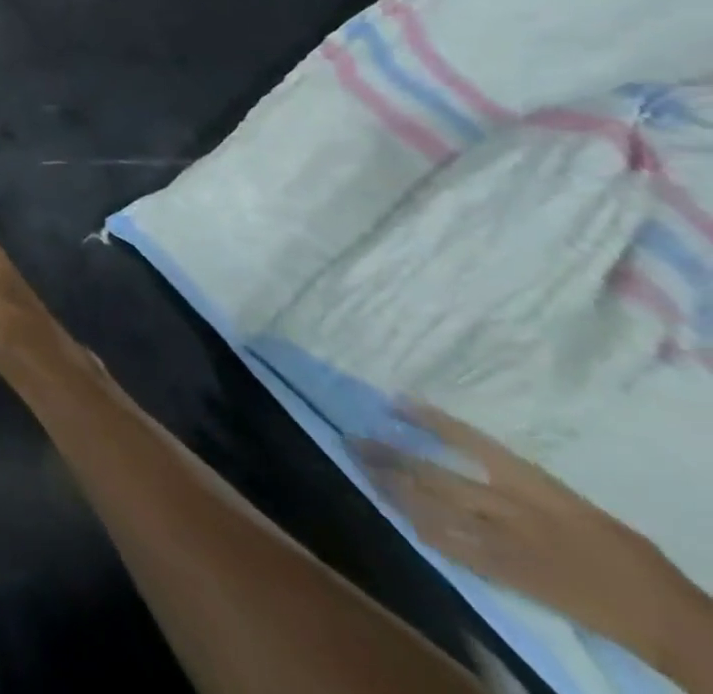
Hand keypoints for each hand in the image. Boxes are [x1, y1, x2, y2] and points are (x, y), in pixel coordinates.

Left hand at [358, 404, 709, 668]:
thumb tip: (475, 458)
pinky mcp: (504, 577)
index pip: (469, 441)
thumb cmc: (624, 553)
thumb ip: (520, 479)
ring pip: (429, 509)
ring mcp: (502, 544)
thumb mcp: (571, 501)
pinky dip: (420, 528)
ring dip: (392, 488)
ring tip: (361, 469)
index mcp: (531, 485)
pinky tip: (397, 514)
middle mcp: (507, 509)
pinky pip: (450, 549)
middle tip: (352, 438)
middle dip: (388, 456)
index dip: (428, 419)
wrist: (665, 619)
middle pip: (432, 475)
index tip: (393, 399)